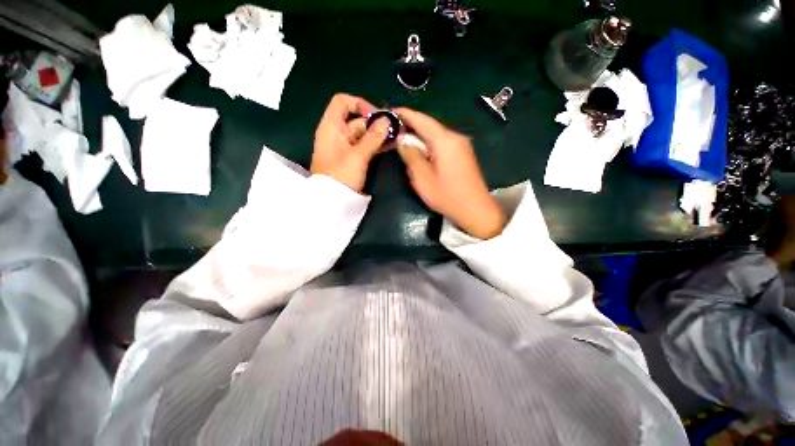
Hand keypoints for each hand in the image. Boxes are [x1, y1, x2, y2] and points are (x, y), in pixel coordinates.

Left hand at [311, 94, 390, 192]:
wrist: (332, 200)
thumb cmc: (341, 175)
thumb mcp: (358, 156)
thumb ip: (373, 137)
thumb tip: (387, 121)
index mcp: (332, 127)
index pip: (342, 102)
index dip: (359, 104)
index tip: (376, 116)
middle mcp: (337, 133)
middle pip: (356, 120)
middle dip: (375, 123)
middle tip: (395, 129)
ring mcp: (344, 146)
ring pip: (362, 134)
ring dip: (378, 135)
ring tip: (396, 138)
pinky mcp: (351, 158)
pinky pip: (363, 146)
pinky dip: (375, 145)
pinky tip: (389, 146)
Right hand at [394, 108, 505, 239]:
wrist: (475, 210)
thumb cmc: (447, 196)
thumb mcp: (423, 178)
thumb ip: (411, 155)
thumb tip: (402, 139)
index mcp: (445, 141)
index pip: (422, 120)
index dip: (405, 114)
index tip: (391, 111)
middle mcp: (455, 137)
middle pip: (430, 125)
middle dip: (412, 125)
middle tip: (395, 128)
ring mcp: (462, 145)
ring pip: (436, 134)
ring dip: (420, 135)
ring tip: (405, 138)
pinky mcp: (463, 153)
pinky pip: (443, 142)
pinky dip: (430, 143)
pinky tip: (421, 150)